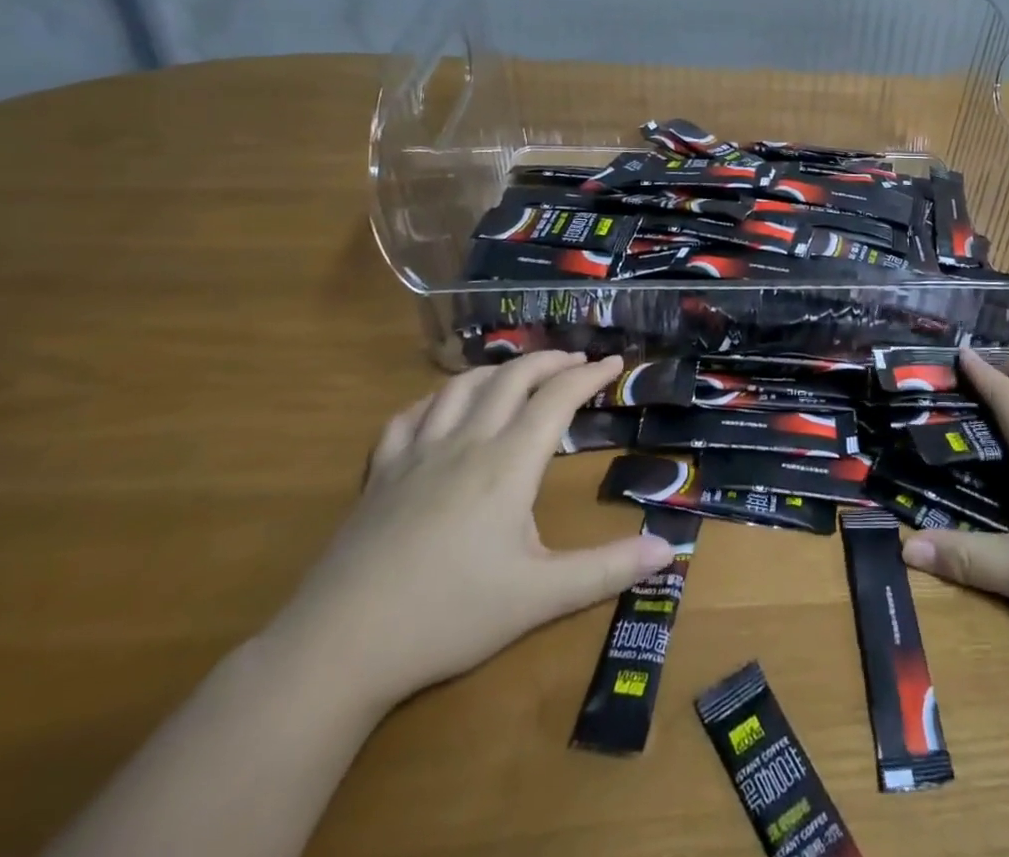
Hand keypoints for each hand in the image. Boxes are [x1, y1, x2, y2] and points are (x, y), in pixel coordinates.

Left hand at [263, 352, 673, 715]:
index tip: (614, 363)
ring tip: (517, 373)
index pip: (557, 398)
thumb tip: (670, 549)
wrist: (338, 648)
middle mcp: (466, 442)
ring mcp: (417, 453)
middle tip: (575, 361)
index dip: (589, 375)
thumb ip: (606, 570)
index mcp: (508, 463)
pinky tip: (442, 408)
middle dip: (549, 361)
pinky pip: (409, 415)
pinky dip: (436, 399)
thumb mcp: (539, 598)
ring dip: (496, 370)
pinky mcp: (379, 474)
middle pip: (511, 378)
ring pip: (460, 386)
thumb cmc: (448, 617)